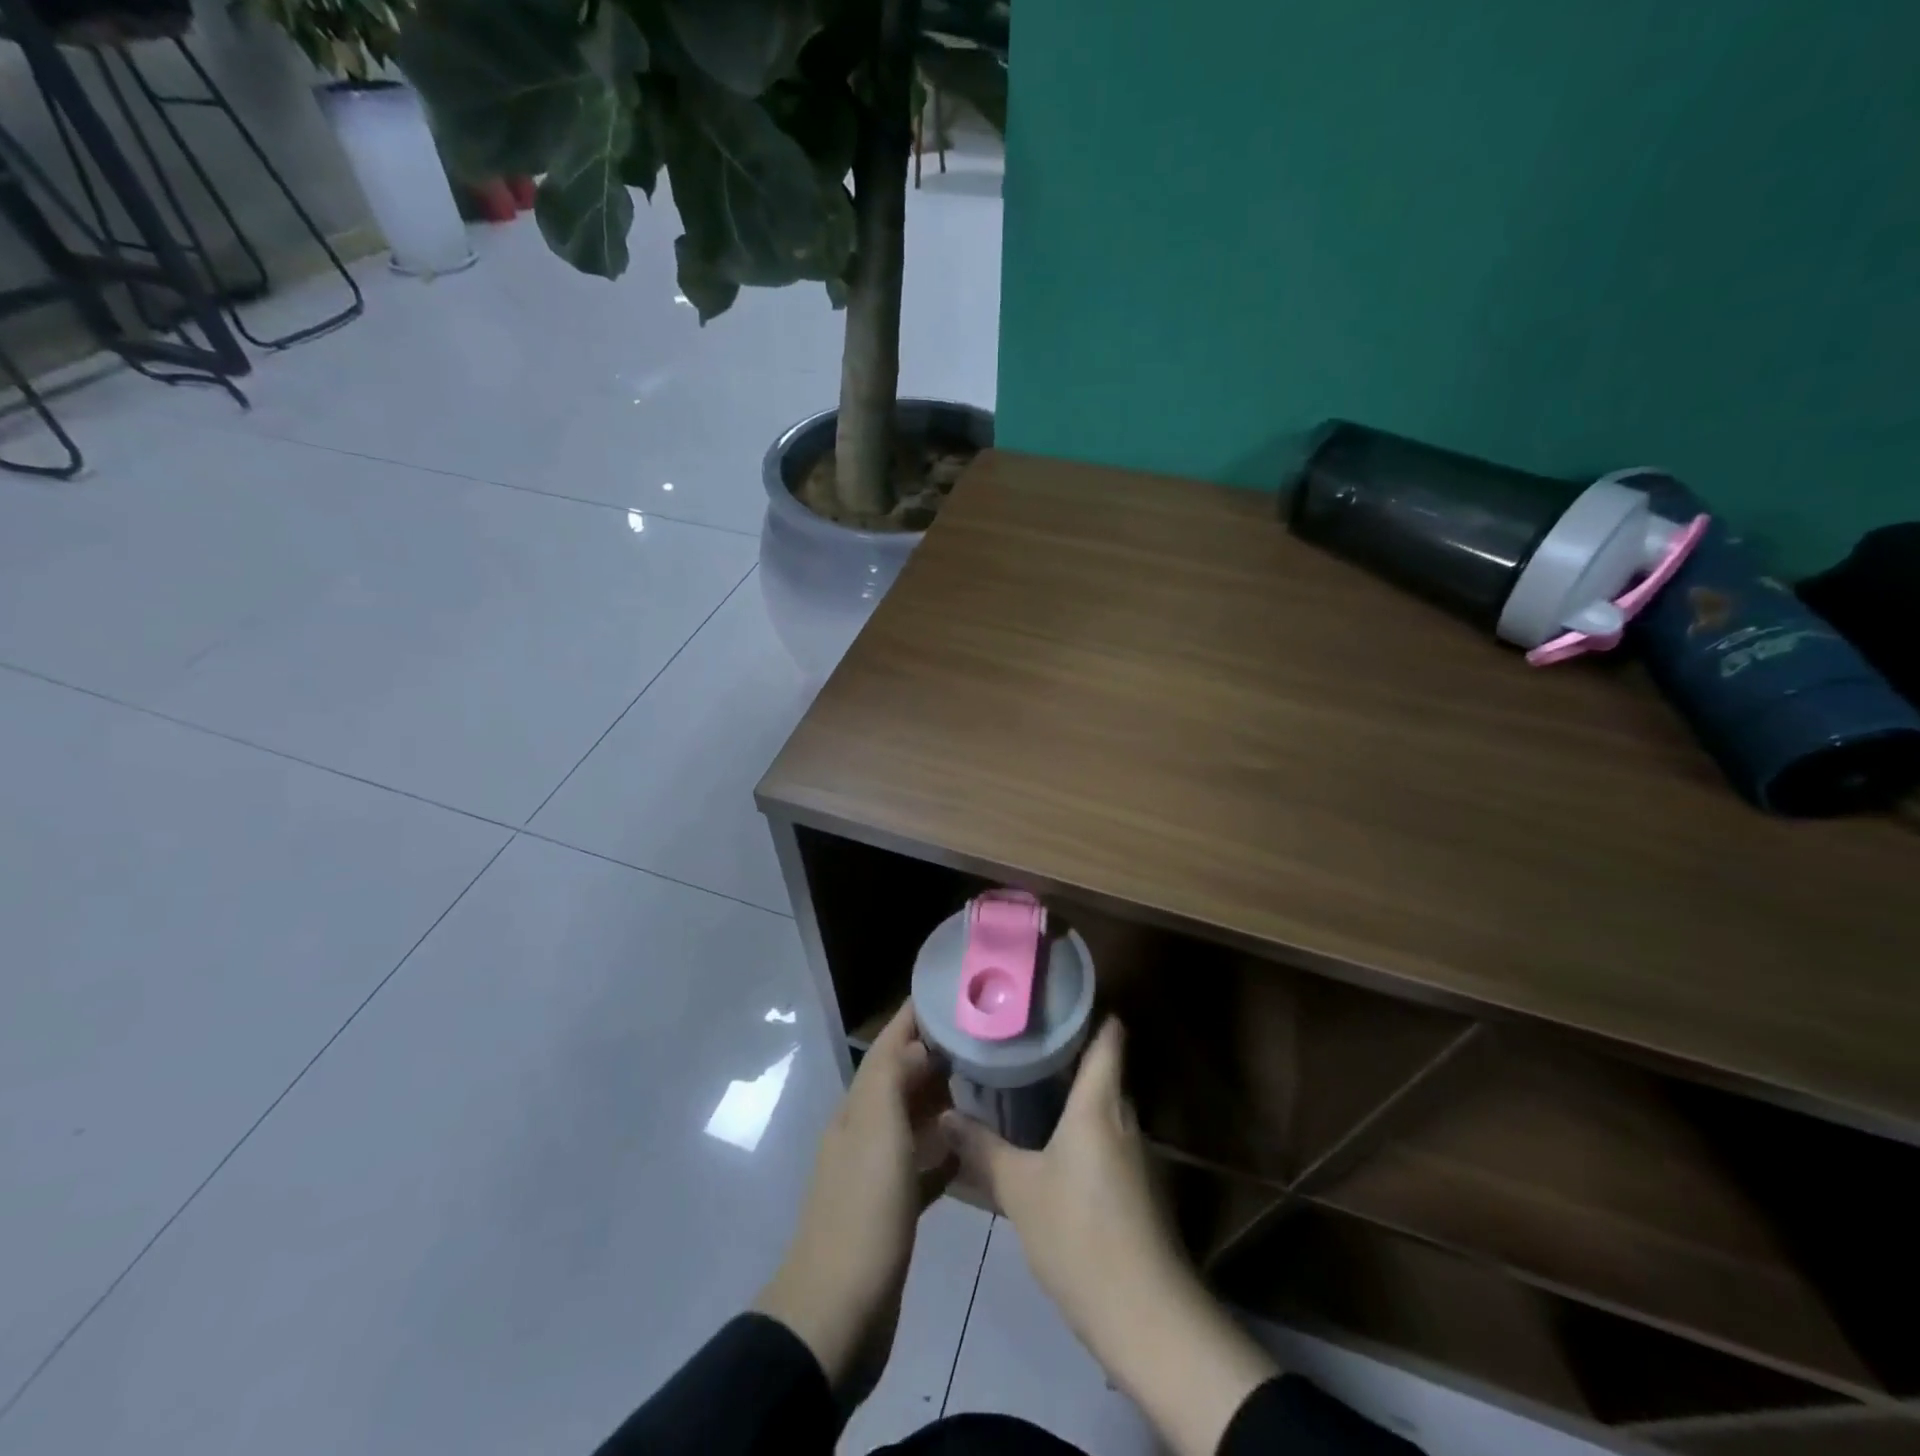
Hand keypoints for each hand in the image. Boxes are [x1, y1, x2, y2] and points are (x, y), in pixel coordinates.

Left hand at [755, 1003, 952, 1405]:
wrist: (837, 1314)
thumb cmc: (863, 1213)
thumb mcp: (877, 1132)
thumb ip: (892, 1079)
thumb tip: (918, 1044)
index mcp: (857, 1109)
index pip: (887, 1046)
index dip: (913, 1016)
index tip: (951, 991)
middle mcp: (864, 1131)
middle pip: (900, 1078)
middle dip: (934, 1053)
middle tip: (982, 1036)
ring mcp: (876, 1172)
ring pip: (912, 1120)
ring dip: (941, 1099)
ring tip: (985, 1083)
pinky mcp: (891, 1210)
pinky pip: (922, 1166)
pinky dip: (943, 1152)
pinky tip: (971, 1152)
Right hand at [941, 1019, 1277, 1455]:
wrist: (1147, 1317)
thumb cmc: (1079, 1234)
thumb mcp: (1020, 1190)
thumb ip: (983, 1149)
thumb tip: (946, 1113)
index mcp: (1100, 1103)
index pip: (1108, 1037)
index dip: (1090, 1011)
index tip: (1057, 997)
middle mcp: (1125, 1118)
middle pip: (1103, 1071)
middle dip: (1068, 1056)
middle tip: (1023, 1044)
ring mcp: (1137, 1156)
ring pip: (1104, 1109)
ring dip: (1074, 1099)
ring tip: (1029, 1090)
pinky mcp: (1140, 1191)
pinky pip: (1107, 1143)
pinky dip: (1082, 1134)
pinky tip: (1051, 1148)